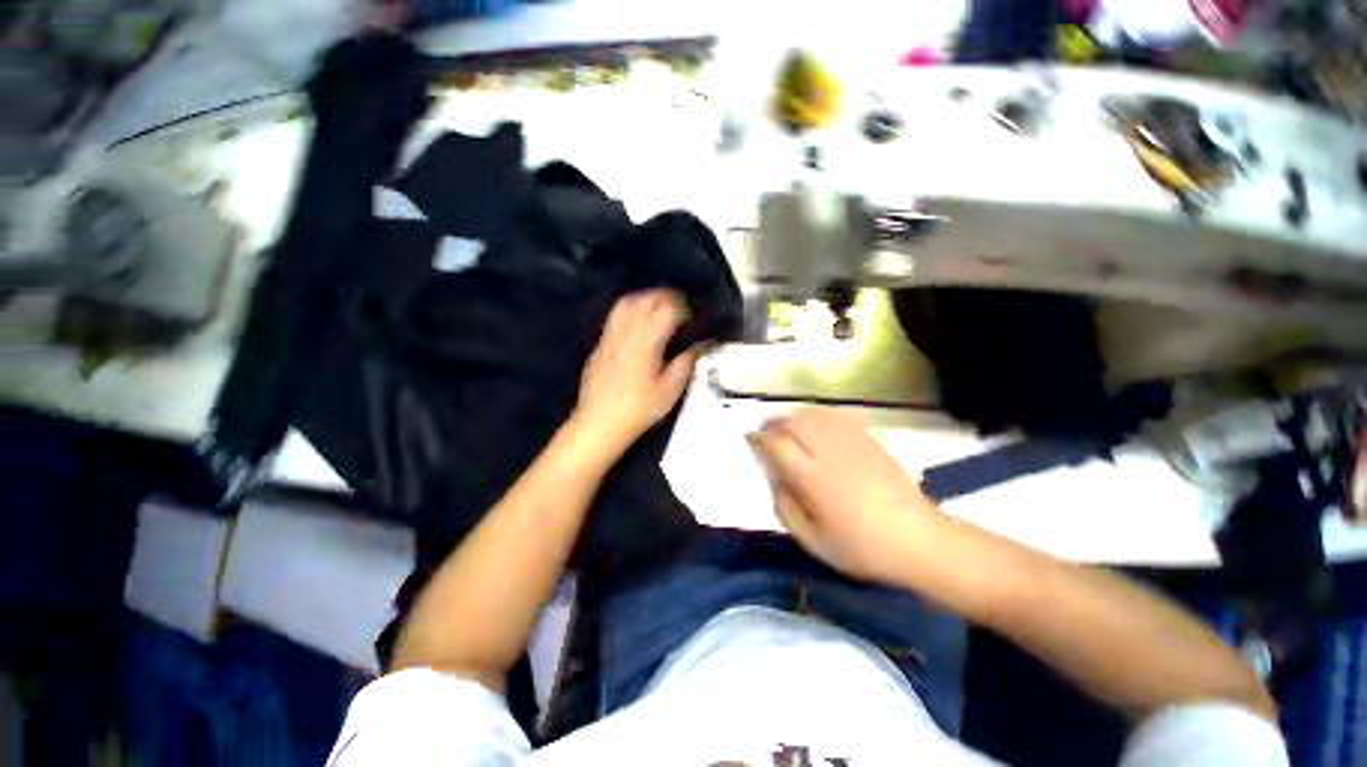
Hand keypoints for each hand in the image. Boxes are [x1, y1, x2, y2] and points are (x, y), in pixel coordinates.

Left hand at [572, 290, 703, 454]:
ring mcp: (609, 338)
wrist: (600, 424)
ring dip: (644, 300)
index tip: (690, 317)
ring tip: (657, 310)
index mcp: (646, 344)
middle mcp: (625, 335)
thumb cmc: (638, 410)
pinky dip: (629, 313)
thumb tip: (700, 345)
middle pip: (644, 299)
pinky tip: (637, 326)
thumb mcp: (670, 390)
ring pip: (625, 304)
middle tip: (678, 307)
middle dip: (664, 297)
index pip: (666, 310)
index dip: (682, 308)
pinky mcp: (599, 346)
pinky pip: (613, 318)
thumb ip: (686, 362)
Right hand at [747, 408, 941, 584]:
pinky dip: (819, 417)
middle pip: (795, 422)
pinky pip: (837, 418)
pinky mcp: (869, 441)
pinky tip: (817, 426)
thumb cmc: (862, 548)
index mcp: (813, 478)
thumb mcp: (814, 541)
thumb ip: (786, 510)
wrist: (920, 541)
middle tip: (766, 432)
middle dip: (775, 423)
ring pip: (815, 415)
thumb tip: (774, 483)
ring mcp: (852, 444)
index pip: (778, 444)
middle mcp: (830, 453)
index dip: (760, 437)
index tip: (750, 438)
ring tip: (788, 427)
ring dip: (795, 417)